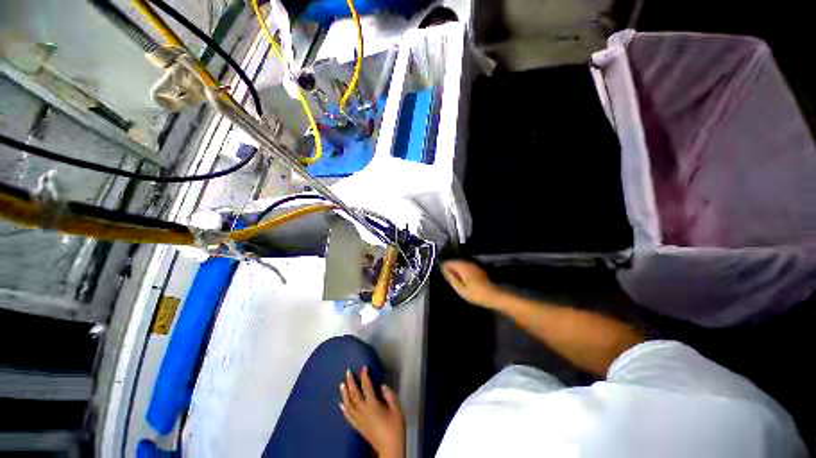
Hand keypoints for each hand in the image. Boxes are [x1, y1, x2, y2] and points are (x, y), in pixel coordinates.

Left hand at [340, 367, 404, 457]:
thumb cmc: (395, 427)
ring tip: (341, 385)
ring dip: (345, 394)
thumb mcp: (397, 409)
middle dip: (351, 382)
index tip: (363, 367)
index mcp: (373, 404)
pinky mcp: (358, 427)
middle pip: (354, 394)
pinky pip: (348, 416)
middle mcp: (363, 410)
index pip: (367, 386)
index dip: (365, 376)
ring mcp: (359, 419)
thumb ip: (389, 395)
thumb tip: (382, 386)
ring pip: (349, 404)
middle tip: (347, 372)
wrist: (390, 447)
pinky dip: (344, 409)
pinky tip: (341, 404)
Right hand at [442, 260, 503, 307]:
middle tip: (449, 280)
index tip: (444, 276)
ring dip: (456, 270)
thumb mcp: (460, 289)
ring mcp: (473, 265)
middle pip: (454, 262)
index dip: (444, 268)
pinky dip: (462, 271)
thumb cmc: (476, 294)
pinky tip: (463, 280)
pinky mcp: (477, 269)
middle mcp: (467, 263)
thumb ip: (451, 278)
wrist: (494, 296)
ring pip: (460, 264)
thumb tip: (444, 270)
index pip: (448, 262)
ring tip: (455, 281)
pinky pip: (466, 267)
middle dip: (450, 268)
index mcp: (462, 267)